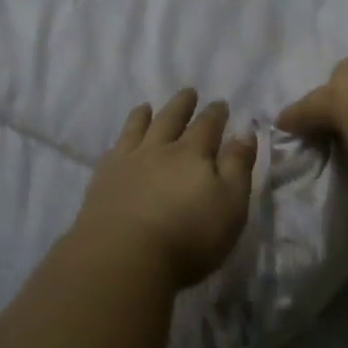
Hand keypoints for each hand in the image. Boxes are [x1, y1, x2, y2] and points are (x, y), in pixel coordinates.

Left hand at [73, 89, 257, 289]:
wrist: (124, 256)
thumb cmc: (188, 236)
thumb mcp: (230, 205)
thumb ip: (237, 166)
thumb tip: (245, 133)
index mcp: (192, 154)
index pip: (207, 126)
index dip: (215, 114)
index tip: (220, 103)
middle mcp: (159, 150)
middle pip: (171, 119)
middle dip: (182, 105)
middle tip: (188, 92)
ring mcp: (127, 162)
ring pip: (137, 129)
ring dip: (144, 115)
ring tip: (146, 106)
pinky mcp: (103, 180)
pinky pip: (113, 151)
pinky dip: (120, 141)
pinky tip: (118, 144)